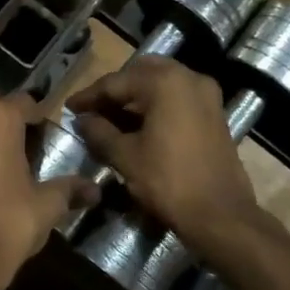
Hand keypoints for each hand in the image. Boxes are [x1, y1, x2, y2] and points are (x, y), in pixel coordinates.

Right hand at [66, 57, 262, 255]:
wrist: (220, 215)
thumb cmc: (168, 181)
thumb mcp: (125, 156)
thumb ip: (99, 131)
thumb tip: (82, 120)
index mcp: (165, 82)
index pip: (116, 82)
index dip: (89, 96)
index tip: (69, 107)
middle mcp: (189, 78)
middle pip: (141, 74)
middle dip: (115, 90)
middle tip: (93, 108)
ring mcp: (207, 95)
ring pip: (162, 84)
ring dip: (136, 97)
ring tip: (110, 118)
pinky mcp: (214, 114)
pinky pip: (178, 98)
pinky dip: (156, 106)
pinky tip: (137, 125)